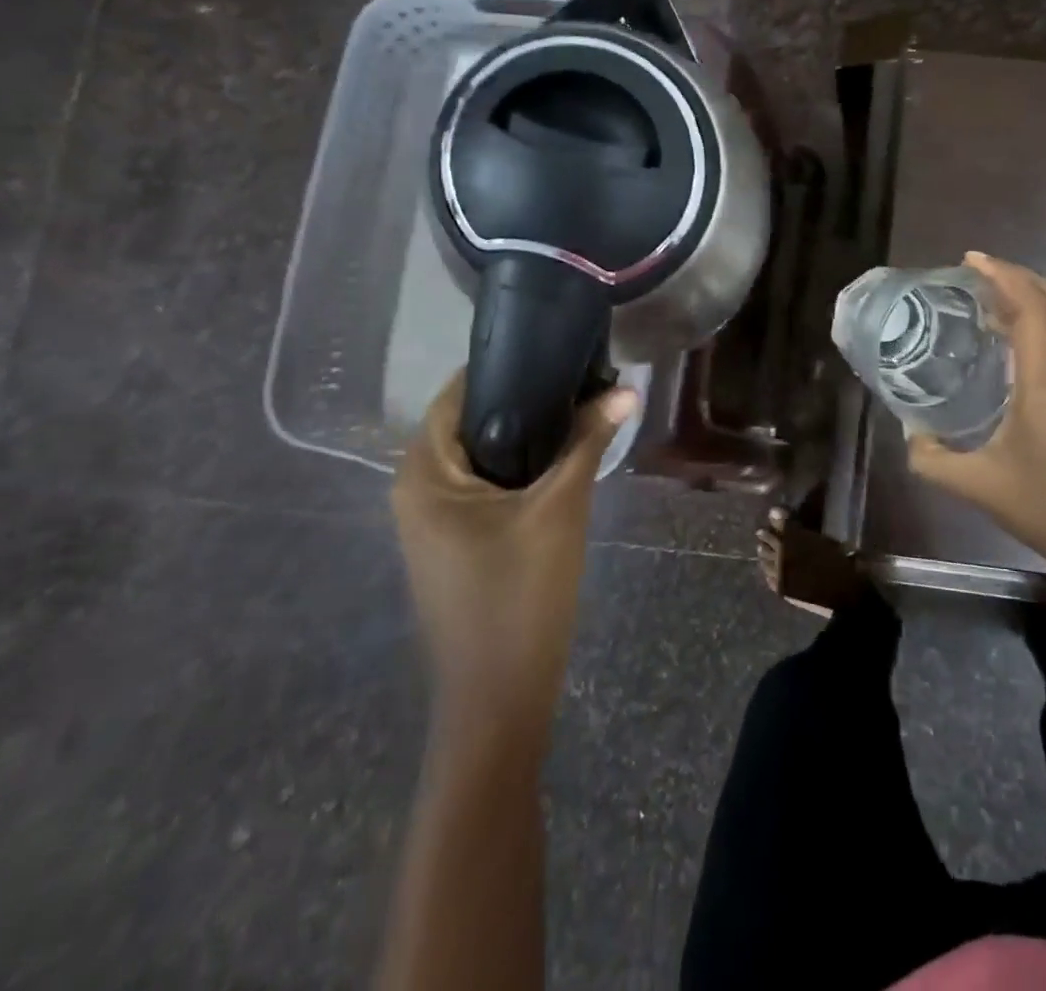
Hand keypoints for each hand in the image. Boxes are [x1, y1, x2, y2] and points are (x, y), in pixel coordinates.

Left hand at [391, 371, 636, 737]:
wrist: (501, 697)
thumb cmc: (519, 594)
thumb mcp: (560, 507)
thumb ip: (589, 441)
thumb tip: (627, 388)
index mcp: (424, 472)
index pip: (459, 394)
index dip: (508, 368)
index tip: (559, 349)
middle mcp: (418, 488)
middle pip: (474, 423)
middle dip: (528, 401)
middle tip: (584, 379)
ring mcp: (435, 519)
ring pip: (486, 456)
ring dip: (531, 435)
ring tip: (584, 408)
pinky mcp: (457, 542)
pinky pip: (489, 485)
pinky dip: (524, 467)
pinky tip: (567, 457)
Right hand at [907, 252, 1045, 603]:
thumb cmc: (1043, 507)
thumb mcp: (976, 485)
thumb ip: (931, 459)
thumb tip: (908, 433)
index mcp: (1043, 384)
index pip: (1031, 308)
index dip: (1002, 276)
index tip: (970, 261)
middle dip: (1017, 274)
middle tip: (976, 271)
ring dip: (1030, 295)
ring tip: (987, 297)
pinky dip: (1039, 321)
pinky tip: (1009, 338)